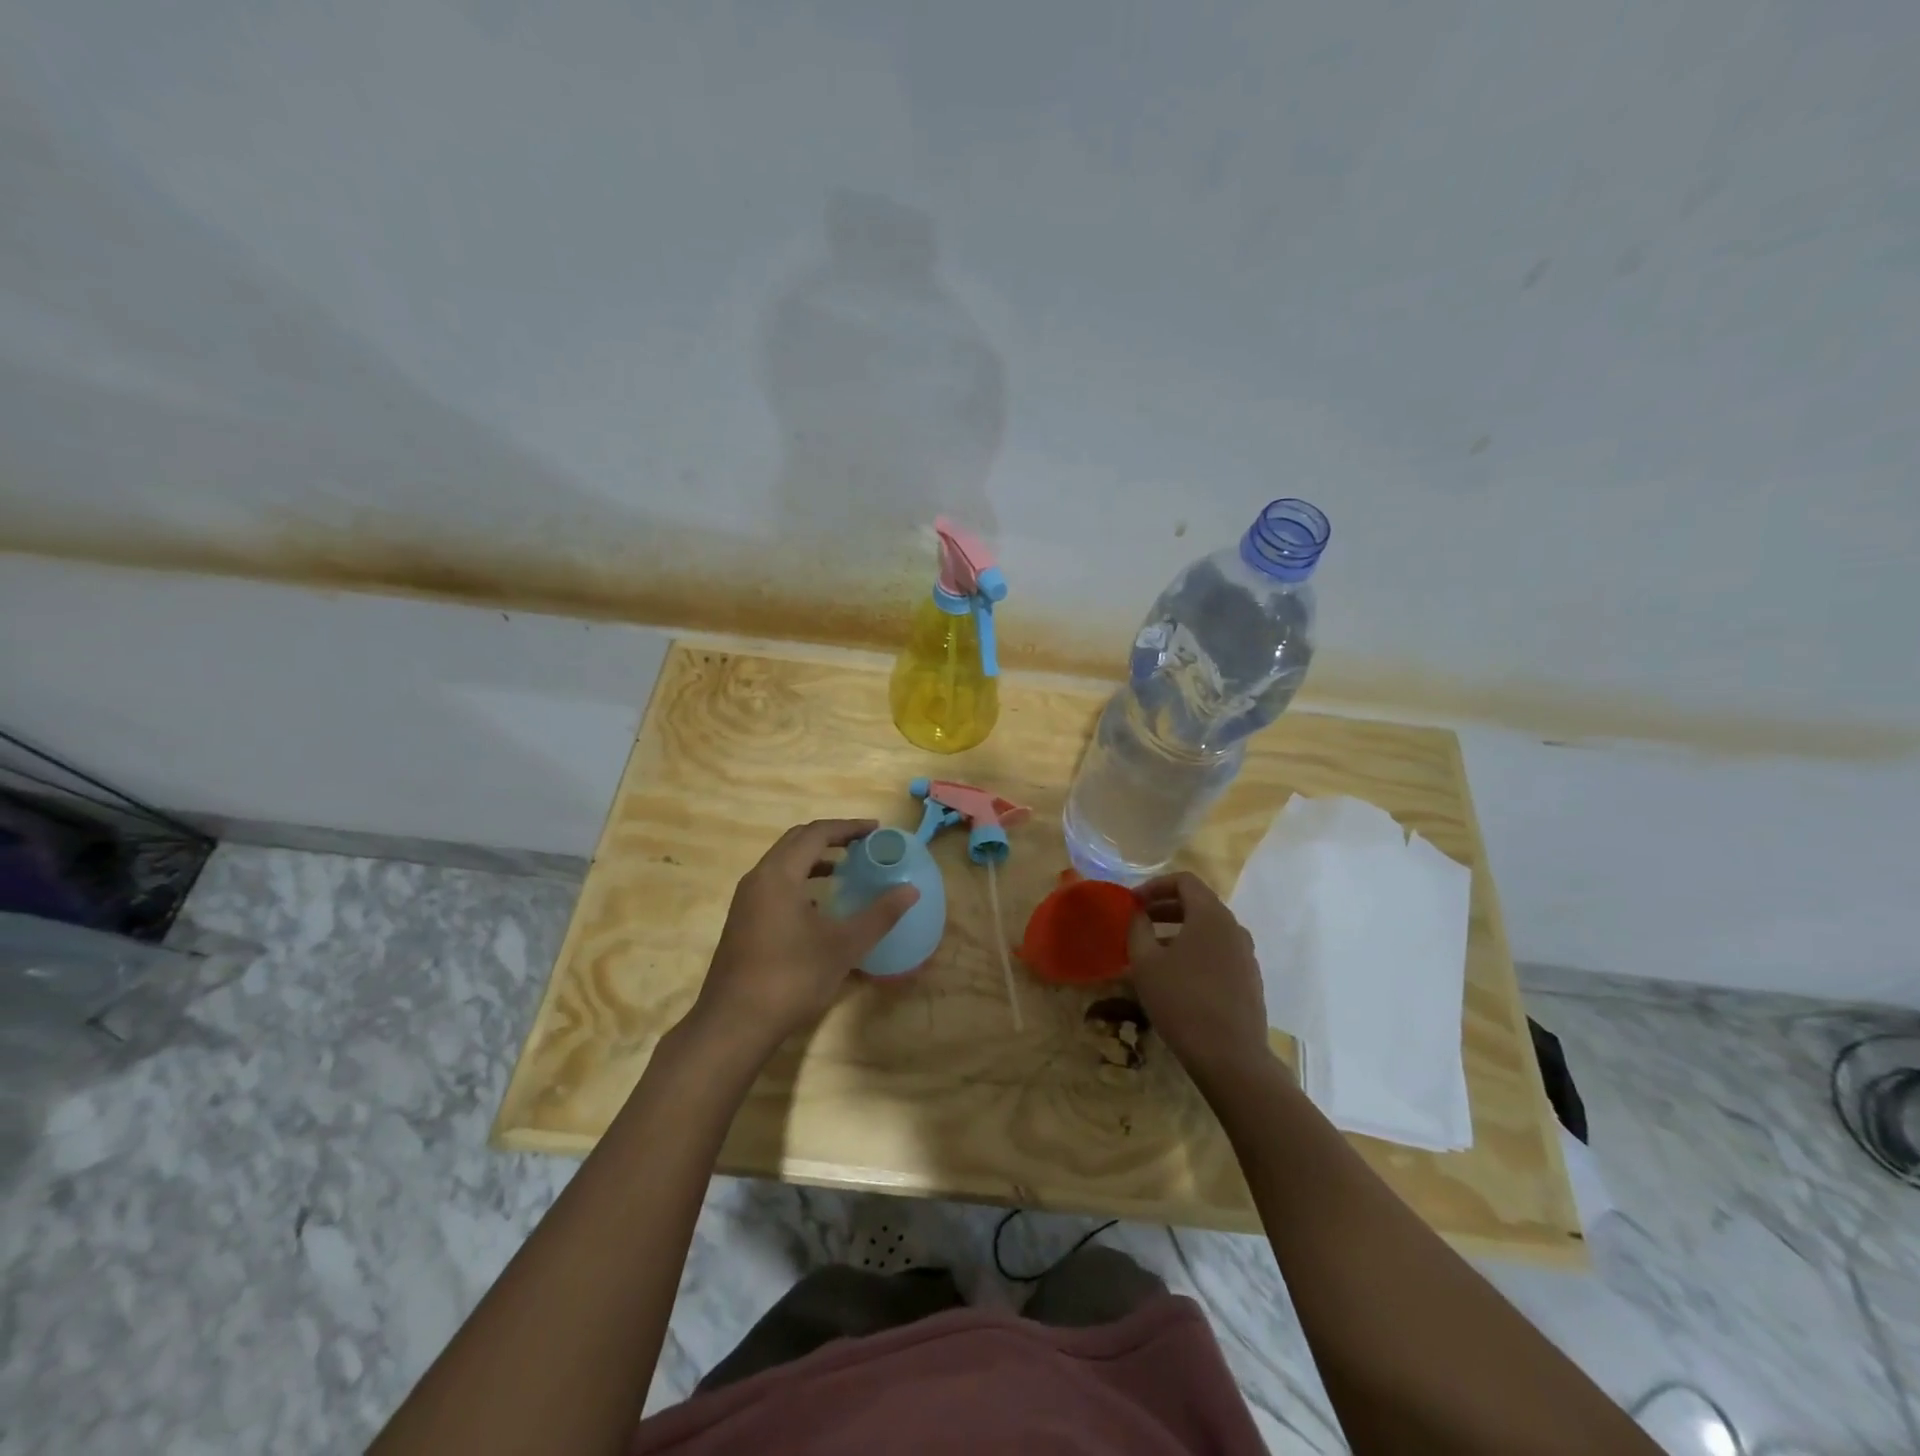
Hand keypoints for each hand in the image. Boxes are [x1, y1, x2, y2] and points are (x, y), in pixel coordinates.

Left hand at [688, 820, 917, 1057]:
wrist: (734, 1024)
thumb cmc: (791, 978)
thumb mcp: (843, 946)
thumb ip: (879, 915)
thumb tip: (910, 891)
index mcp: (779, 874)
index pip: (817, 833)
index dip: (849, 827)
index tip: (876, 830)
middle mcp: (758, 878)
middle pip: (796, 841)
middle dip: (831, 837)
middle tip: (863, 845)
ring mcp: (746, 901)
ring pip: (782, 864)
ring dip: (814, 859)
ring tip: (845, 870)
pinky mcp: (742, 921)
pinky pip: (774, 885)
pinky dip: (799, 881)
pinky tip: (818, 906)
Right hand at [1125, 871, 1270, 1078]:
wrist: (1230, 1057)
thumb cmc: (1182, 1001)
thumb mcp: (1145, 963)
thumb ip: (1138, 929)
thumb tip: (1139, 914)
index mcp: (1211, 915)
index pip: (1184, 881)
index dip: (1154, 885)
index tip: (1133, 903)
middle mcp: (1233, 928)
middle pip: (1198, 903)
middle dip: (1165, 908)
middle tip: (1139, 922)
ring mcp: (1246, 955)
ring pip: (1208, 930)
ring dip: (1179, 931)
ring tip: (1153, 951)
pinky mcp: (1250, 979)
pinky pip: (1219, 952)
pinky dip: (1195, 951)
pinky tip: (1177, 976)